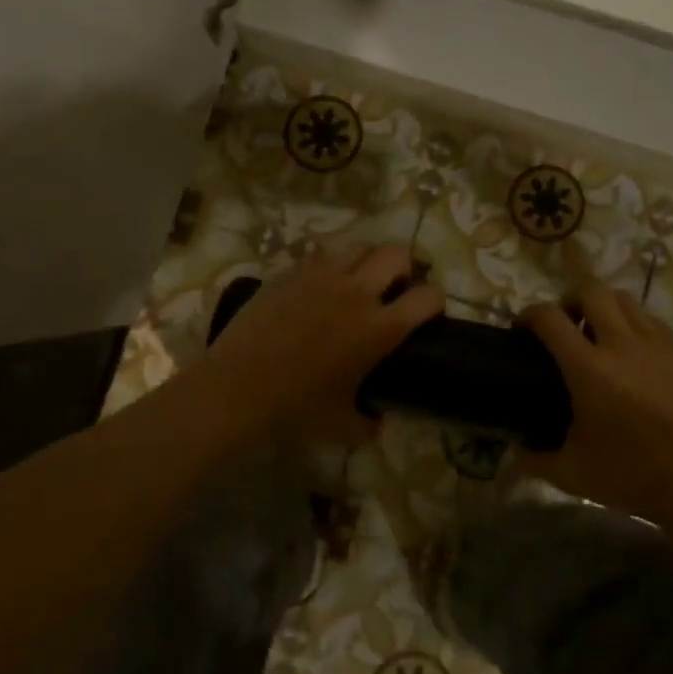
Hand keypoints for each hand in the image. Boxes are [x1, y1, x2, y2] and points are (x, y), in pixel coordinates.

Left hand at [196, 245, 444, 444]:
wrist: (236, 388)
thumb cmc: (294, 410)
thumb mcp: (342, 427)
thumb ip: (368, 423)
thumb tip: (378, 422)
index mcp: (378, 328)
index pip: (427, 298)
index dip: (436, 302)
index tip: (430, 313)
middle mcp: (357, 292)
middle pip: (398, 255)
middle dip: (406, 268)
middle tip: (398, 287)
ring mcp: (322, 276)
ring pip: (360, 246)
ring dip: (369, 260)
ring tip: (361, 279)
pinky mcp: (292, 272)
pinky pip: (323, 255)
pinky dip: (333, 265)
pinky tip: (322, 286)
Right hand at [519, 279, 672, 523]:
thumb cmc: (632, 475)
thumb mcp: (573, 473)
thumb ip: (536, 460)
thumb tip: (513, 456)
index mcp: (588, 368)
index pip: (549, 318)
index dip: (529, 315)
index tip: (522, 328)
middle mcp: (622, 344)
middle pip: (591, 291)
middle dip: (570, 300)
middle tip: (565, 324)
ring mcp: (658, 345)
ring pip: (626, 300)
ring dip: (605, 308)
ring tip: (601, 333)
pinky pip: (654, 323)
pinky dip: (636, 327)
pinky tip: (636, 355)